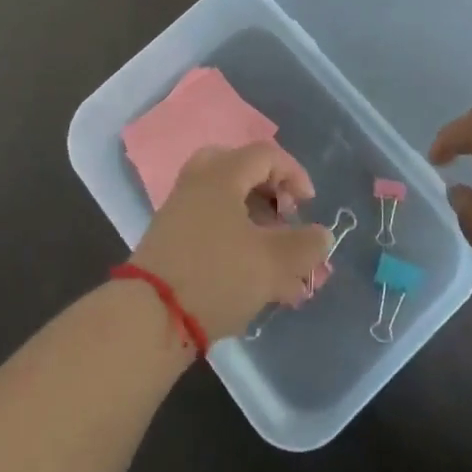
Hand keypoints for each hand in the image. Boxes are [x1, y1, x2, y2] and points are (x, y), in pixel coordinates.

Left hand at [131, 142, 333, 342]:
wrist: (149, 317)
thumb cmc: (216, 275)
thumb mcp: (271, 263)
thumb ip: (303, 246)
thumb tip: (321, 234)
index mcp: (222, 174)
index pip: (266, 155)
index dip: (294, 174)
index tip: (309, 206)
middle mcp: (198, 182)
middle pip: (242, 172)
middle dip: (271, 196)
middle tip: (284, 220)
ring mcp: (180, 210)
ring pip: (228, 204)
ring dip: (258, 228)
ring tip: (280, 267)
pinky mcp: (170, 240)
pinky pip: (212, 227)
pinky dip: (237, 243)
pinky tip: (255, 282)